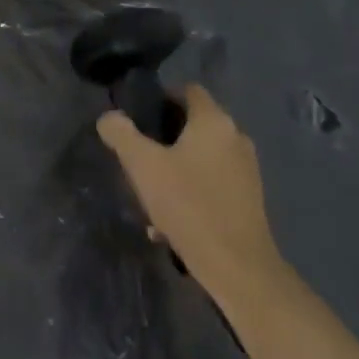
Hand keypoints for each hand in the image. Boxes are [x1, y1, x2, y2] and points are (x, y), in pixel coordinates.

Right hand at [97, 84, 279, 302]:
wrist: (238, 268)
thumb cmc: (189, 205)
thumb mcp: (143, 166)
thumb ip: (122, 134)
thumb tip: (109, 117)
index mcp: (214, 121)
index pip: (187, 90)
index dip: (160, 98)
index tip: (137, 119)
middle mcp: (236, 138)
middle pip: (193, 125)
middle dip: (163, 139)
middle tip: (138, 160)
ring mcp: (247, 169)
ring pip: (200, 157)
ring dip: (175, 170)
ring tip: (150, 198)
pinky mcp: (249, 199)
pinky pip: (212, 183)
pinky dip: (191, 192)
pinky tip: (170, 224)